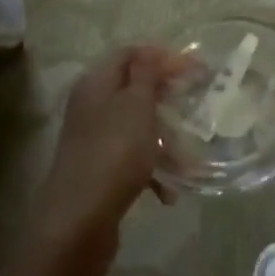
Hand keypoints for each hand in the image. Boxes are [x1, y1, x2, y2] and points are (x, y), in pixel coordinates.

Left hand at [30, 47, 184, 265]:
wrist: (78, 222)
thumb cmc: (114, 153)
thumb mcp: (136, 105)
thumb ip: (148, 74)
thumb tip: (152, 53)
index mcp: (96, 84)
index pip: (129, 54)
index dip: (162, 57)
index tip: (195, 69)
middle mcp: (91, 107)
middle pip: (134, 90)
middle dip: (167, 98)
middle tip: (196, 104)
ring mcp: (94, 140)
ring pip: (137, 127)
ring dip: (166, 140)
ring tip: (190, 161)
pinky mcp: (100, 170)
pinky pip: (133, 159)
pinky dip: (153, 169)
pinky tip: (170, 191)